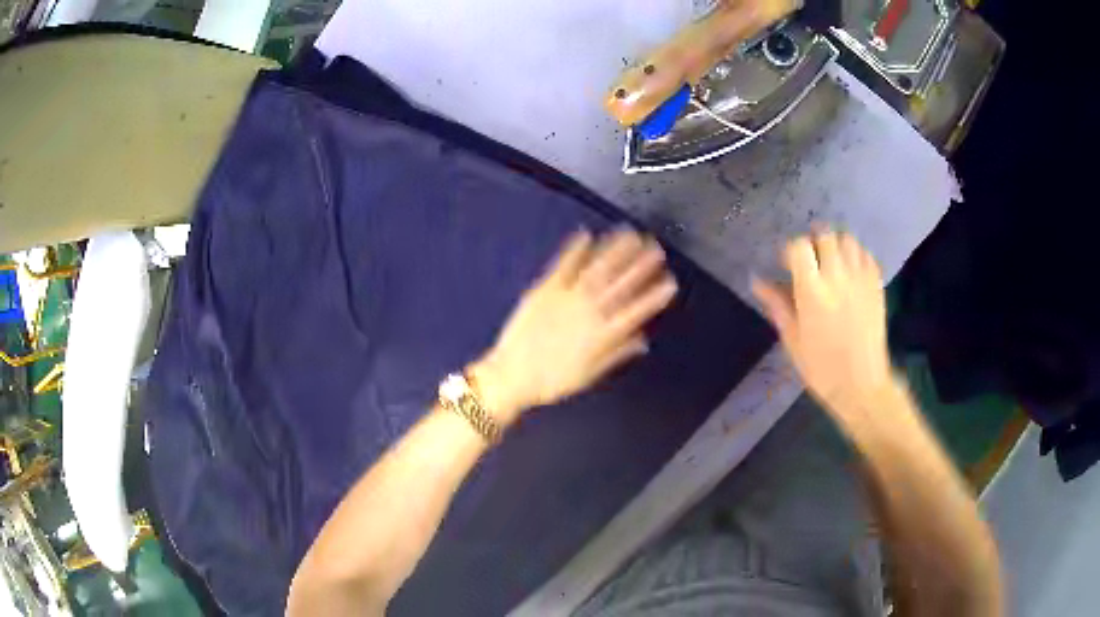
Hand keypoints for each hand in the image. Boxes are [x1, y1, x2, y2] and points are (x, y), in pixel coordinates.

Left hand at [471, 228, 677, 423]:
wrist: (511, 376)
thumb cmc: (552, 381)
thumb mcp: (589, 374)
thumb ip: (617, 354)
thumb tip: (643, 341)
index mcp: (602, 334)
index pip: (636, 311)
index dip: (654, 295)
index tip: (670, 281)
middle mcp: (589, 311)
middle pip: (620, 284)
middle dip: (640, 265)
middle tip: (656, 247)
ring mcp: (566, 297)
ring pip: (597, 269)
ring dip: (614, 250)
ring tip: (630, 234)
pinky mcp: (544, 289)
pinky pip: (563, 265)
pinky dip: (575, 249)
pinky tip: (586, 234)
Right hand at [752, 230, 892, 419]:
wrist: (861, 385)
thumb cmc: (821, 368)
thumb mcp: (793, 340)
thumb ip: (777, 305)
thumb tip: (757, 282)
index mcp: (812, 291)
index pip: (799, 247)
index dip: (791, 251)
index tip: (788, 265)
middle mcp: (837, 277)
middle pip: (825, 236)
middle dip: (814, 243)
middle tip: (811, 261)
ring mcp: (860, 279)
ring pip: (848, 240)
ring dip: (837, 245)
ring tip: (832, 261)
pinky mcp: (876, 285)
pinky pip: (866, 255)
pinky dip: (857, 255)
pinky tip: (851, 270)